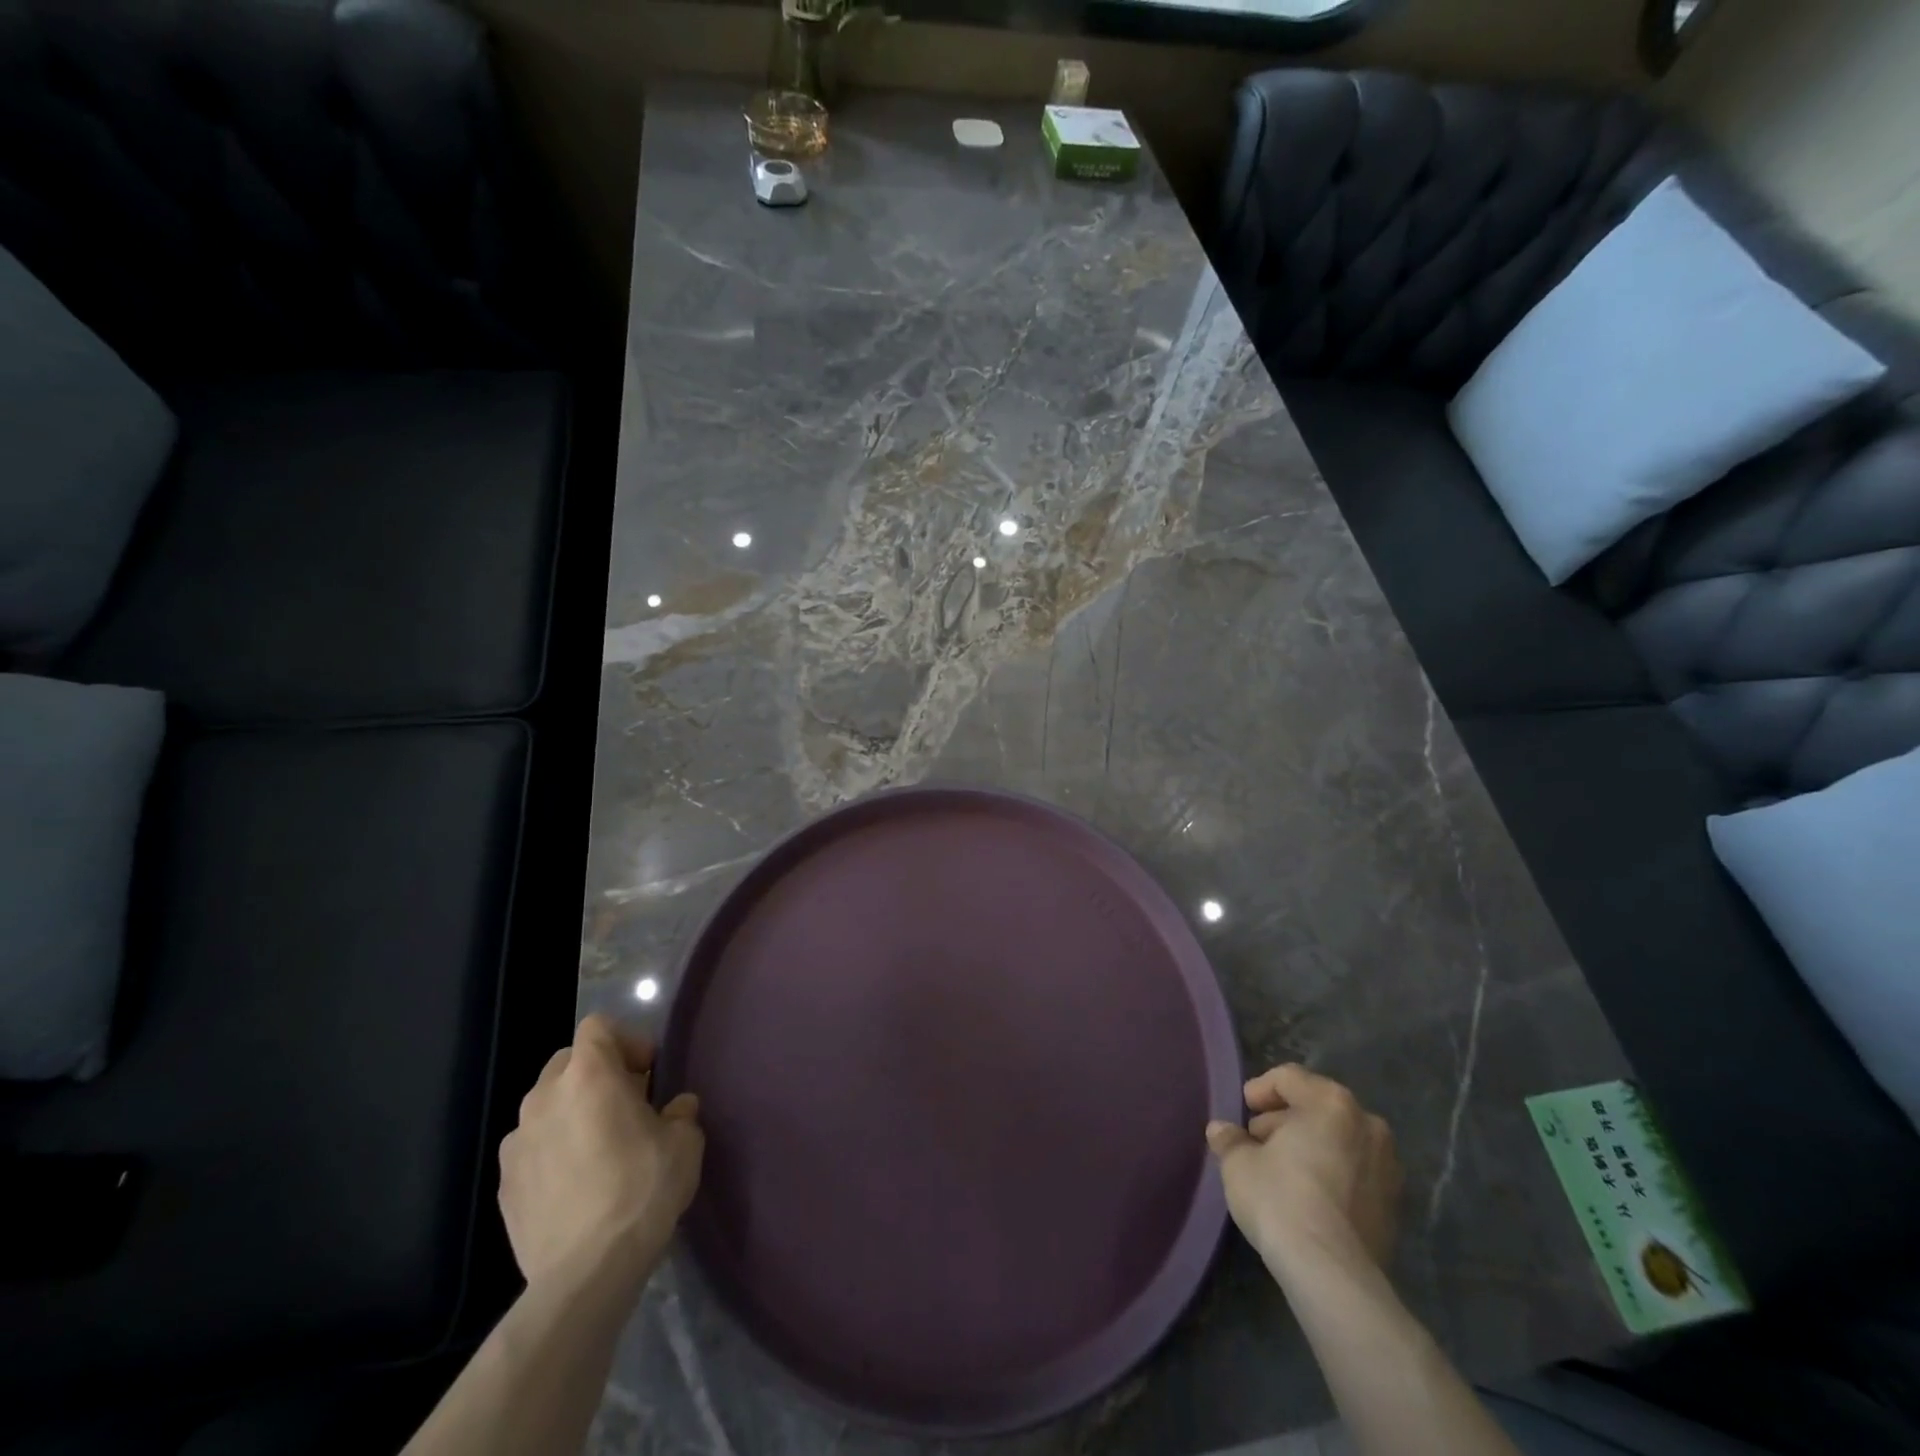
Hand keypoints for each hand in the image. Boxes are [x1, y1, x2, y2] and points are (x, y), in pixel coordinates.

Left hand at [498, 1014, 704, 1296]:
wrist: (585, 1273)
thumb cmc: (641, 1190)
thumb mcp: (685, 1143)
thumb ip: (681, 1114)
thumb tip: (676, 1109)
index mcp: (589, 1076)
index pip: (599, 1027)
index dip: (626, 1041)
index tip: (648, 1073)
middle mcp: (544, 1097)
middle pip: (569, 1061)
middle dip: (597, 1075)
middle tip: (627, 1106)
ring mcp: (516, 1142)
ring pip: (546, 1106)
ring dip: (572, 1113)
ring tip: (598, 1149)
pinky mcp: (504, 1184)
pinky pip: (532, 1148)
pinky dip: (552, 1152)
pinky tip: (575, 1185)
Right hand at [1205, 1064, 1401, 1275]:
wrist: (1333, 1274)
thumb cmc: (1281, 1199)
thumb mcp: (1239, 1164)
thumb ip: (1230, 1140)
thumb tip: (1221, 1131)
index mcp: (1331, 1102)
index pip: (1288, 1078)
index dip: (1260, 1090)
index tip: (1243, 1111)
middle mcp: (1367, 1124)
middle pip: (1317, 1107)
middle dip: (1285, 1120)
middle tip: (1258, 1142)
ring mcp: (1388, 1166)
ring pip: (1340, 1140)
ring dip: (1311, 1146)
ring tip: (1282, 1171)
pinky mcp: (1395, 1205)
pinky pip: (1355, 1173)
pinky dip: (1333, 1174)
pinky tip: (1308, 1197)